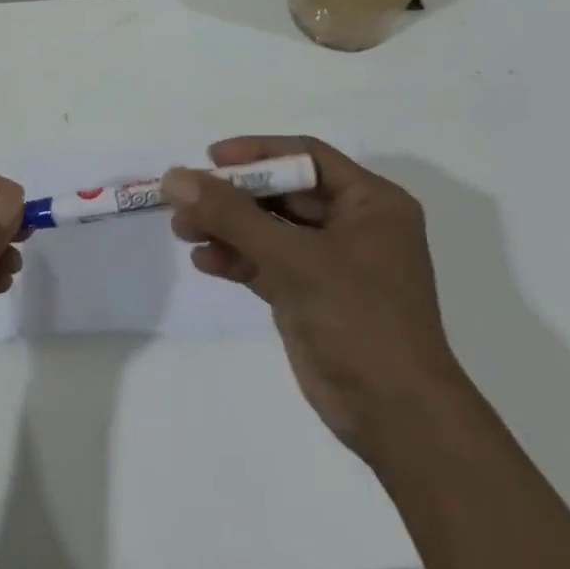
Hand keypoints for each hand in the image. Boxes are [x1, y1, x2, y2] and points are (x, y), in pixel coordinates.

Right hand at [162, 136, 465, 449]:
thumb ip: (231, 215)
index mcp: (370, 203)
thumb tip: (174, 177)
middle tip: (184, 200)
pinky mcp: (310, 294)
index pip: (306, 156)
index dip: (257, 153)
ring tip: (182, 231)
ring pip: (269, 227)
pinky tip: (204, 262)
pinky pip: (266, 261)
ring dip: (226, 227)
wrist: (395, 415)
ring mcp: (331, 261)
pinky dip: (236, 258)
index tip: (209, 159)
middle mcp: (353, 224)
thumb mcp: (293, 259)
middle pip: (282, 192)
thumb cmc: (358, 319)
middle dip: (232, 196)